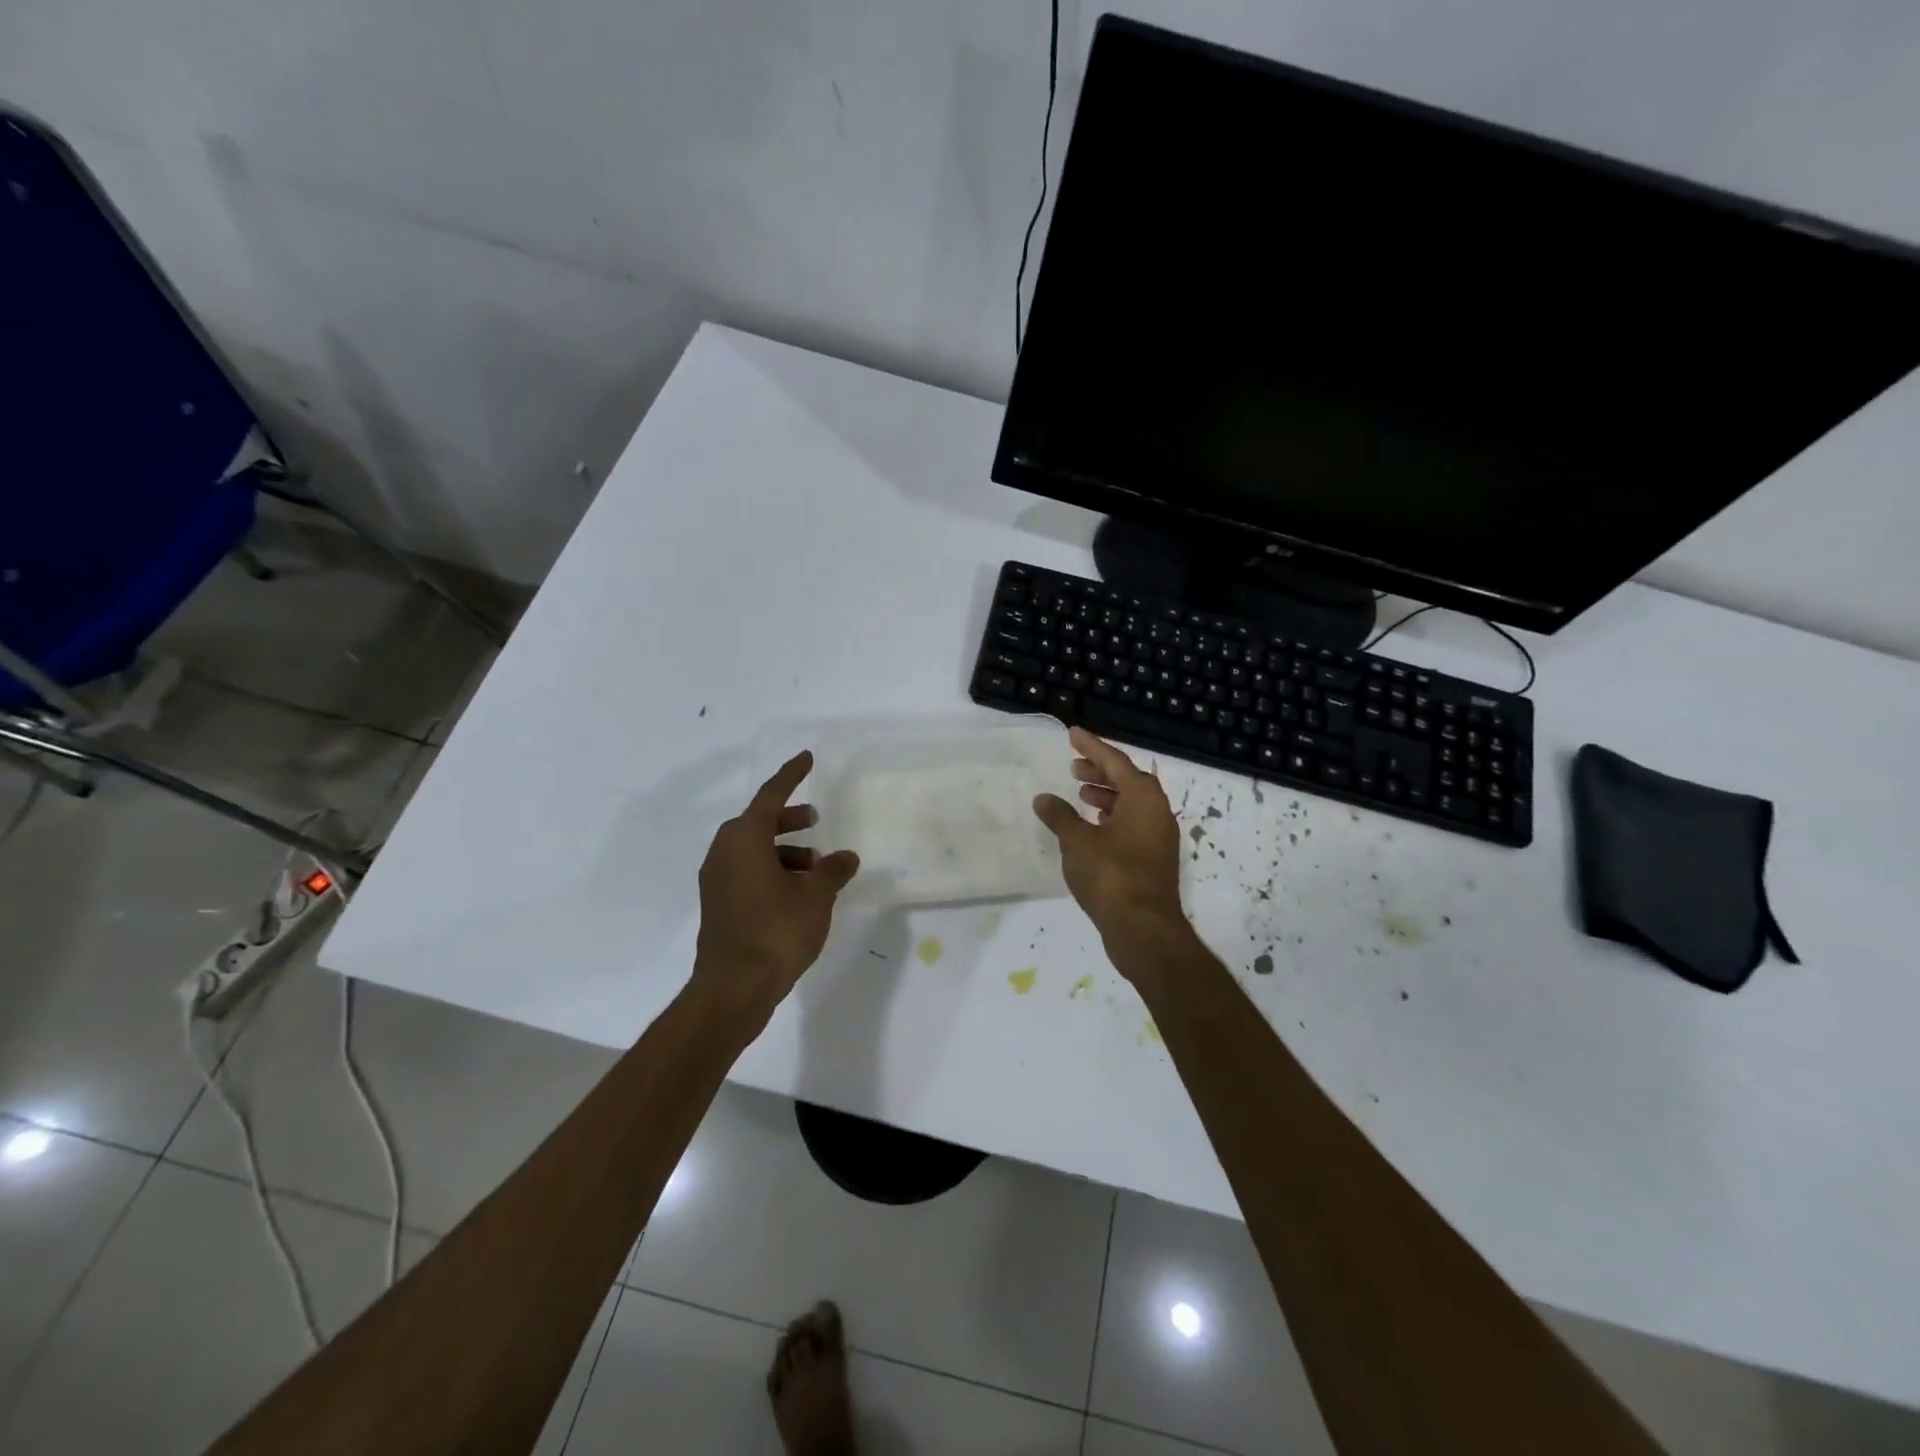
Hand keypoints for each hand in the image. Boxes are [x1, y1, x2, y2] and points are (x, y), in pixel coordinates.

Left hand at [690, 751, 858, 1026]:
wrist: (734, 988)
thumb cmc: (776, 931)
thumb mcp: (816, 896)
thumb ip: (833, 870)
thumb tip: (845, 857)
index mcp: (744, 838)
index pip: (771, 795)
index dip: (792, 775)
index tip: (808, 758)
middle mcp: (724, 852)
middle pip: (759, 822)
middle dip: (790, 818)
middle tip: (816, 819)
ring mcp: (718, 880)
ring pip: (754, 850)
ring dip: (785, 850)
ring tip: (817, 866)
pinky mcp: (719, 904)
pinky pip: (748, 872)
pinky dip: (773, 871)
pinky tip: (799, 892)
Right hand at [1032, 727, 1186, 957]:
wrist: (1143, 928)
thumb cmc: (1111, 875)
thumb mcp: (1077, 841)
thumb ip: (1059, 816)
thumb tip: (1043, 798)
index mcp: (1143, 797)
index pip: (1115, 761)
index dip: (1091, 747)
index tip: (1073, 734)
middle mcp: (1157, 811)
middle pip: (1127, 780)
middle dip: (1100, 770)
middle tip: (1073, 766)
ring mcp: (1158, 837)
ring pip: (1131, 804)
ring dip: (1106, 794)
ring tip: (1080, 793)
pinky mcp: (1153, 859)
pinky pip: (1132, 824)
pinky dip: (1112, 817)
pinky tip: (1092, 826)